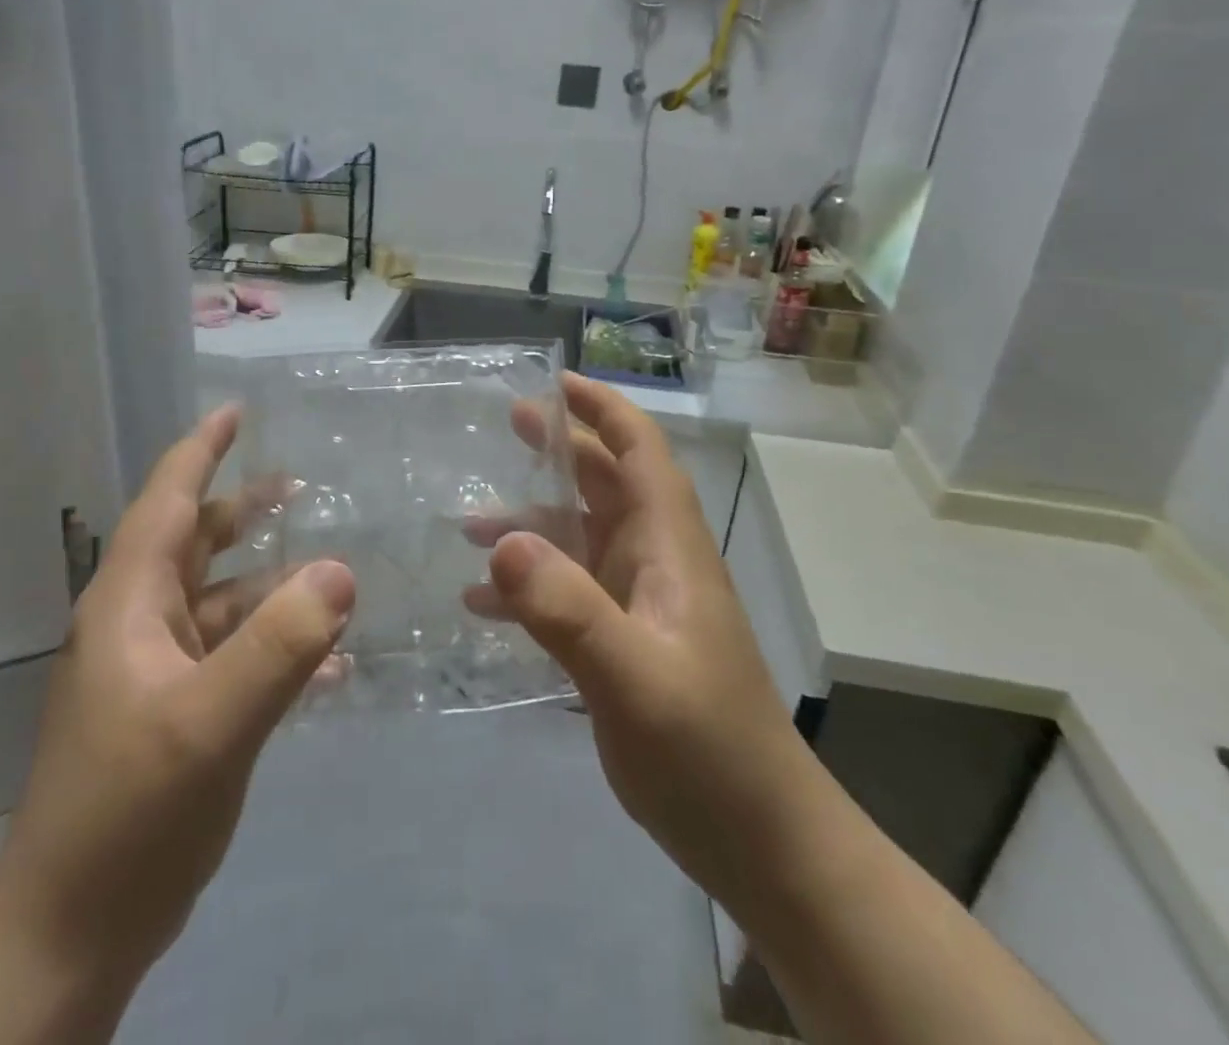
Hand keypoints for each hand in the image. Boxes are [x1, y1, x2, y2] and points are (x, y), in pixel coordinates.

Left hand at [0, 405, 355, 985]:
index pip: (167, 502)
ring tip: (332, 570)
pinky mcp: (179, 715)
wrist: (72, 936)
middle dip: (246, 511)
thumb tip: (341, 570)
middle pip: (198, 545)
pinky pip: (238, 658)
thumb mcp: (209, 724)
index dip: (200, 452)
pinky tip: (333, 665)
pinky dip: (279, 648)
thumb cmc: (126, 814)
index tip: (235, 412)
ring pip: (224, 603)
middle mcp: (141, 626)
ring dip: (273, 584)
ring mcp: (159, 673)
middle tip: (302, 486)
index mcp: (130, 605)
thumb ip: (278, 645)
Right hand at [467, 373, 809, 915]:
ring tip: (468, 523)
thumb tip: (502, 540)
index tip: (555, 384)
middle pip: (606, 485)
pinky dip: (528, 588)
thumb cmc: (707, 751)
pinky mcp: (622, 644)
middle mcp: (654, 563)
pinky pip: (567, 594)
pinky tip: (481, 604)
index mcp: (668, 548)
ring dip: (531, 525)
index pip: (641, 453)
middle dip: (561, 451)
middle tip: (505, 426)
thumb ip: (568, 609)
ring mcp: (639, 605)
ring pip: (580, 539)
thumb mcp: (633, 678)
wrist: (760, 844)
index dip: (604, 410)